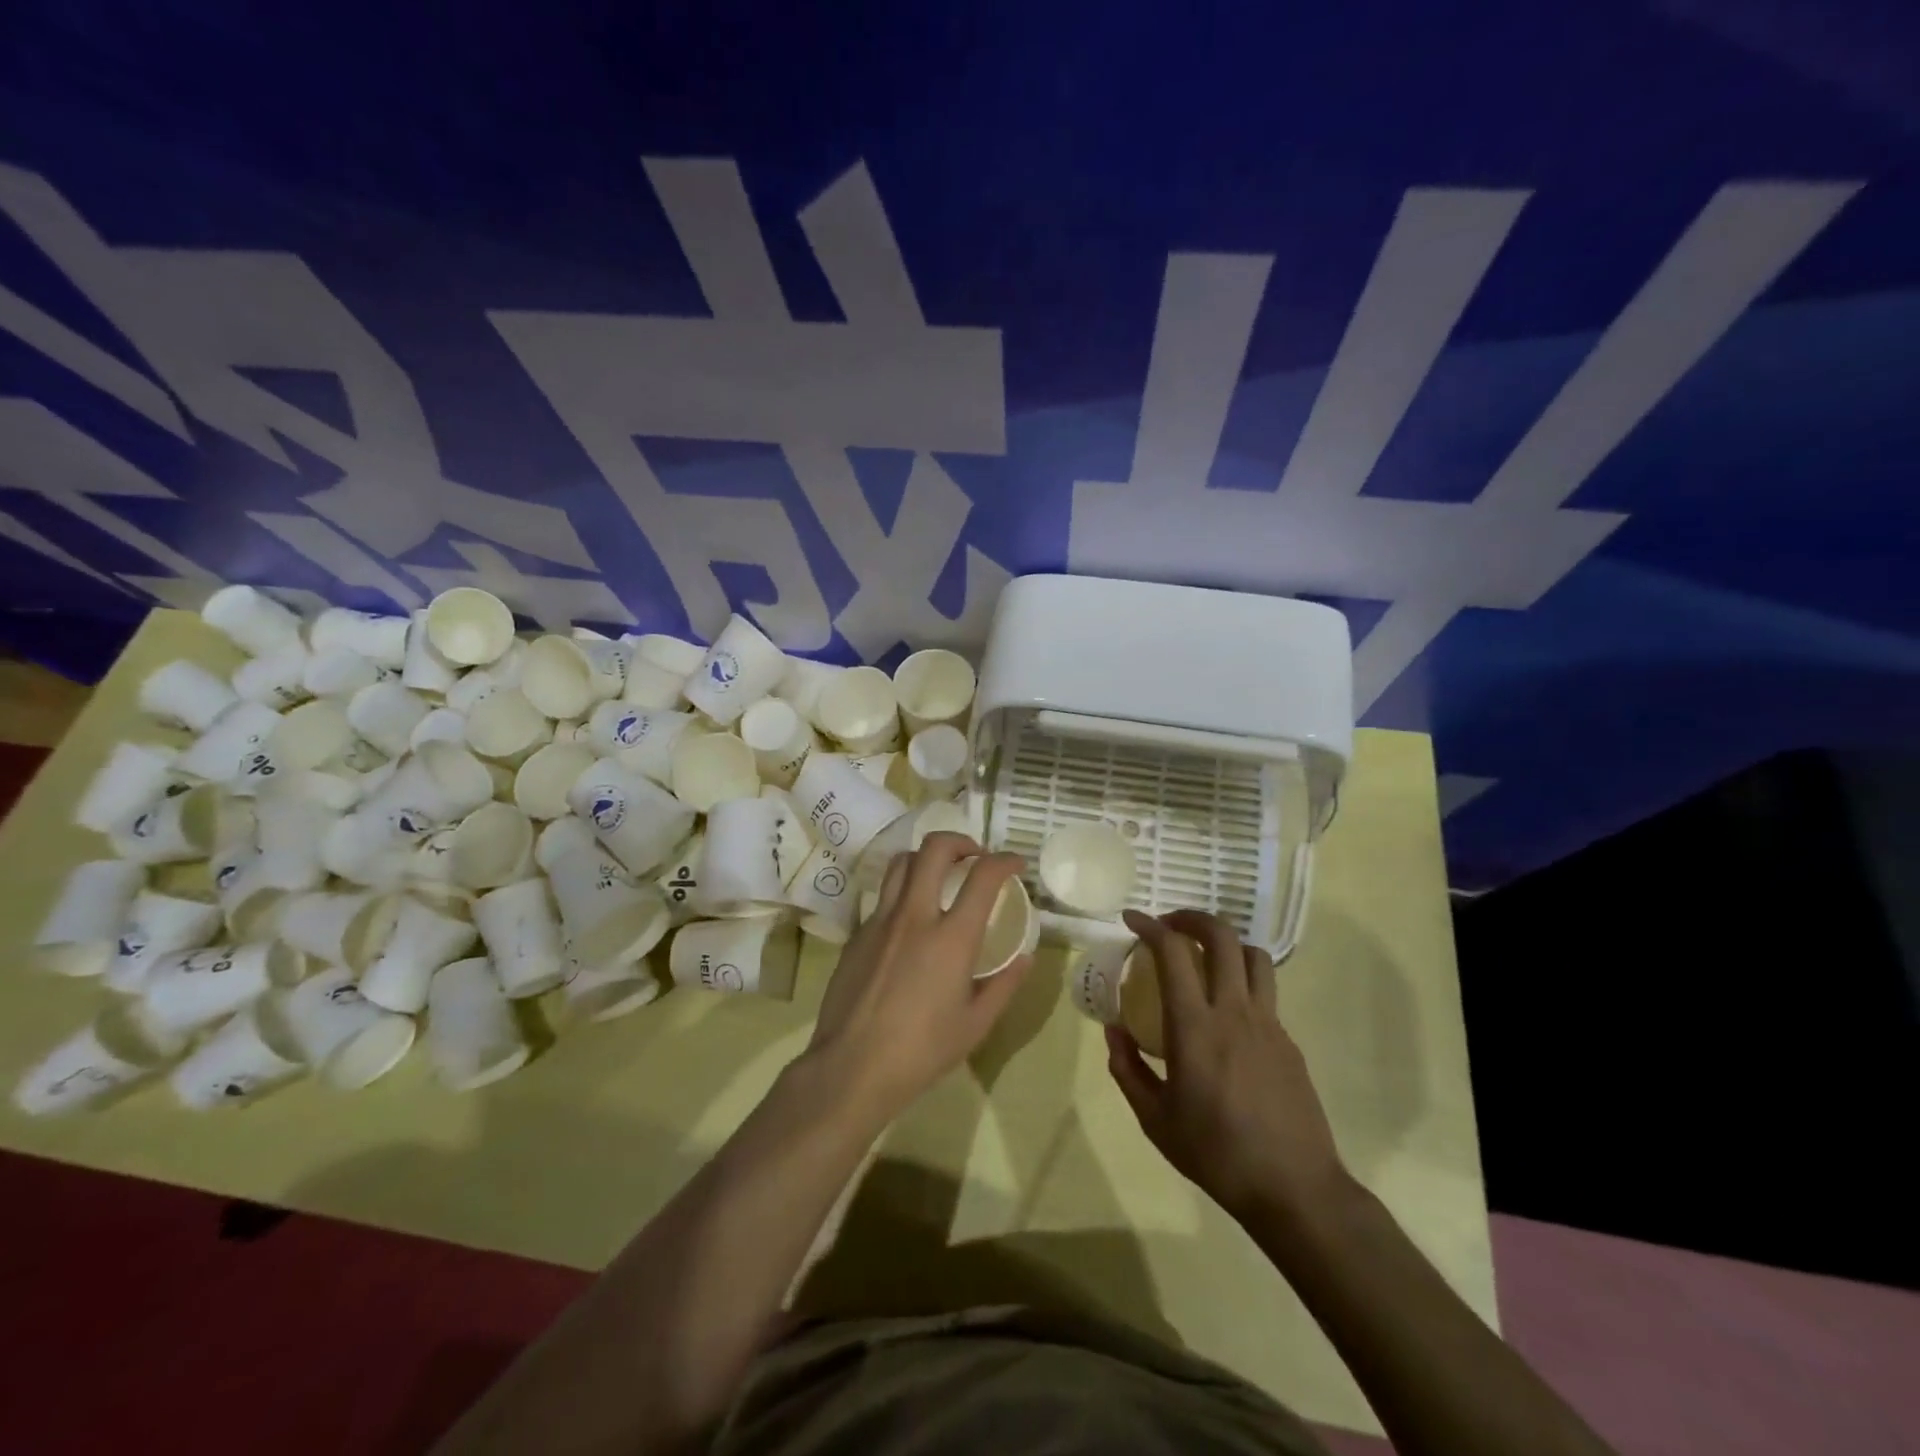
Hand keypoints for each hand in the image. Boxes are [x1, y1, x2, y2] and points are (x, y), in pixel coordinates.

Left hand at [803, 831, 1032, 1120]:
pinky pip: (884, 896)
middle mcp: (915, 916)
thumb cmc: (922, 1051)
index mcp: (951, 937)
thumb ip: (1004, 985)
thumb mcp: (976, 1024)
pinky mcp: (858, 933)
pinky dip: (904, 891)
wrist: (852, 1067)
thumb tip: (1024, 958)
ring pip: (902, 862)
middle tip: (975, 857)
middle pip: (934, 849)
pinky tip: (911, 920)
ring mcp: (881, 921)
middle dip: (961, 841)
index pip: (983, 876)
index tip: (1015, 863)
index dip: (1004, 860)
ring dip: (927, 858)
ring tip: (940, 875)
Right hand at [1107, 909, 1350, 1224]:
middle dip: (1192, 917)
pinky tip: (1227, 1011)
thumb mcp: (1155, 1120)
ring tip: (1204, 955)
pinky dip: (1242, 980)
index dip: (1150, 926)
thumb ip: (1128, 1070)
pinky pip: (1265, 992)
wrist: (1295, 1189)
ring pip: (1253, 956)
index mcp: (1196, 1027)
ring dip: (1226, 942)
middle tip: (1170, 925)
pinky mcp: (1289, 1041)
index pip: (1173, 952)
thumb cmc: (1217, 1154)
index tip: (1131, 919)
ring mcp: (1269, 1023)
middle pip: (1222, 937)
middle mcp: (1235, 1012)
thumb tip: (1114, 1032)